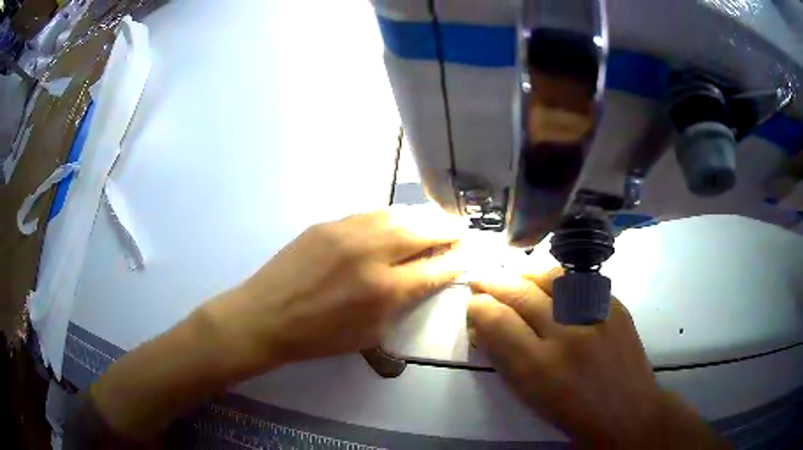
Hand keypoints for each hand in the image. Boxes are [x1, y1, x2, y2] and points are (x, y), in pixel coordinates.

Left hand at [205, 206, 465, 375]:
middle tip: (460, 230)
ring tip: (436, 220)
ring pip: (399, 215)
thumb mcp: (371, 333)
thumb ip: (402, 302)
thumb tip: (424, 277)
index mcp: (385, 290)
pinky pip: (371, 214)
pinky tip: (400, 219)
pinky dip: (393, 215)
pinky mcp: (328, 223)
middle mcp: (372, 253)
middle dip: (448, 230)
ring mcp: (348, 232)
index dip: (456, 259)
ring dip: (424, 217)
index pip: (435, 267)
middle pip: (423, 231)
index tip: (468, 253)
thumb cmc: (320, 336)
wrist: (267, 315)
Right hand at [467, 269, 724, 448]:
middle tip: (482, 279)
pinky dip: (556, 279)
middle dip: (493, 282)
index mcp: (537, 367)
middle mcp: (566, 334)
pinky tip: (550, 285)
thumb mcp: (529, 395)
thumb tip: (487, 324)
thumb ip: (505, 357)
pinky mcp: (614, 305)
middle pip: (520, 292)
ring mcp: (595, 314)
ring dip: (524, 273)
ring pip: (550, 276)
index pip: (496, 320)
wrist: (627, 411)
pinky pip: (578, 281)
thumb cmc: (572, 413)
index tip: (474, 304)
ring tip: (514, 277)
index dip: (478, 306)